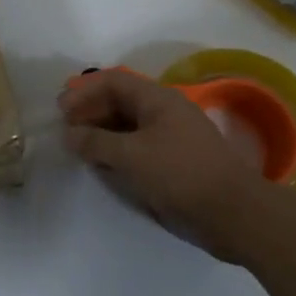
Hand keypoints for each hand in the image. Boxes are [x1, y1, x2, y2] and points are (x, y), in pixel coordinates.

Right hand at [58, 67, 271, 264]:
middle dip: (90, 112)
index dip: (84, 91)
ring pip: (128, 126)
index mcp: (157, 99)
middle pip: (119, 101)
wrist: (234, 214)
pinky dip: (117, 152)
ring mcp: (171, 137)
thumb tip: (69, 134)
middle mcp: (164, 112)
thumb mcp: (132, 156)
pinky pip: (138, 148)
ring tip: (79, 149)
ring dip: (102, 134)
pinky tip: (104, 166)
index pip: (113, 81)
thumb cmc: (180, 174)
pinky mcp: (174, 162)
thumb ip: (96, 143)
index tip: (60, 110)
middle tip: (65, 131)